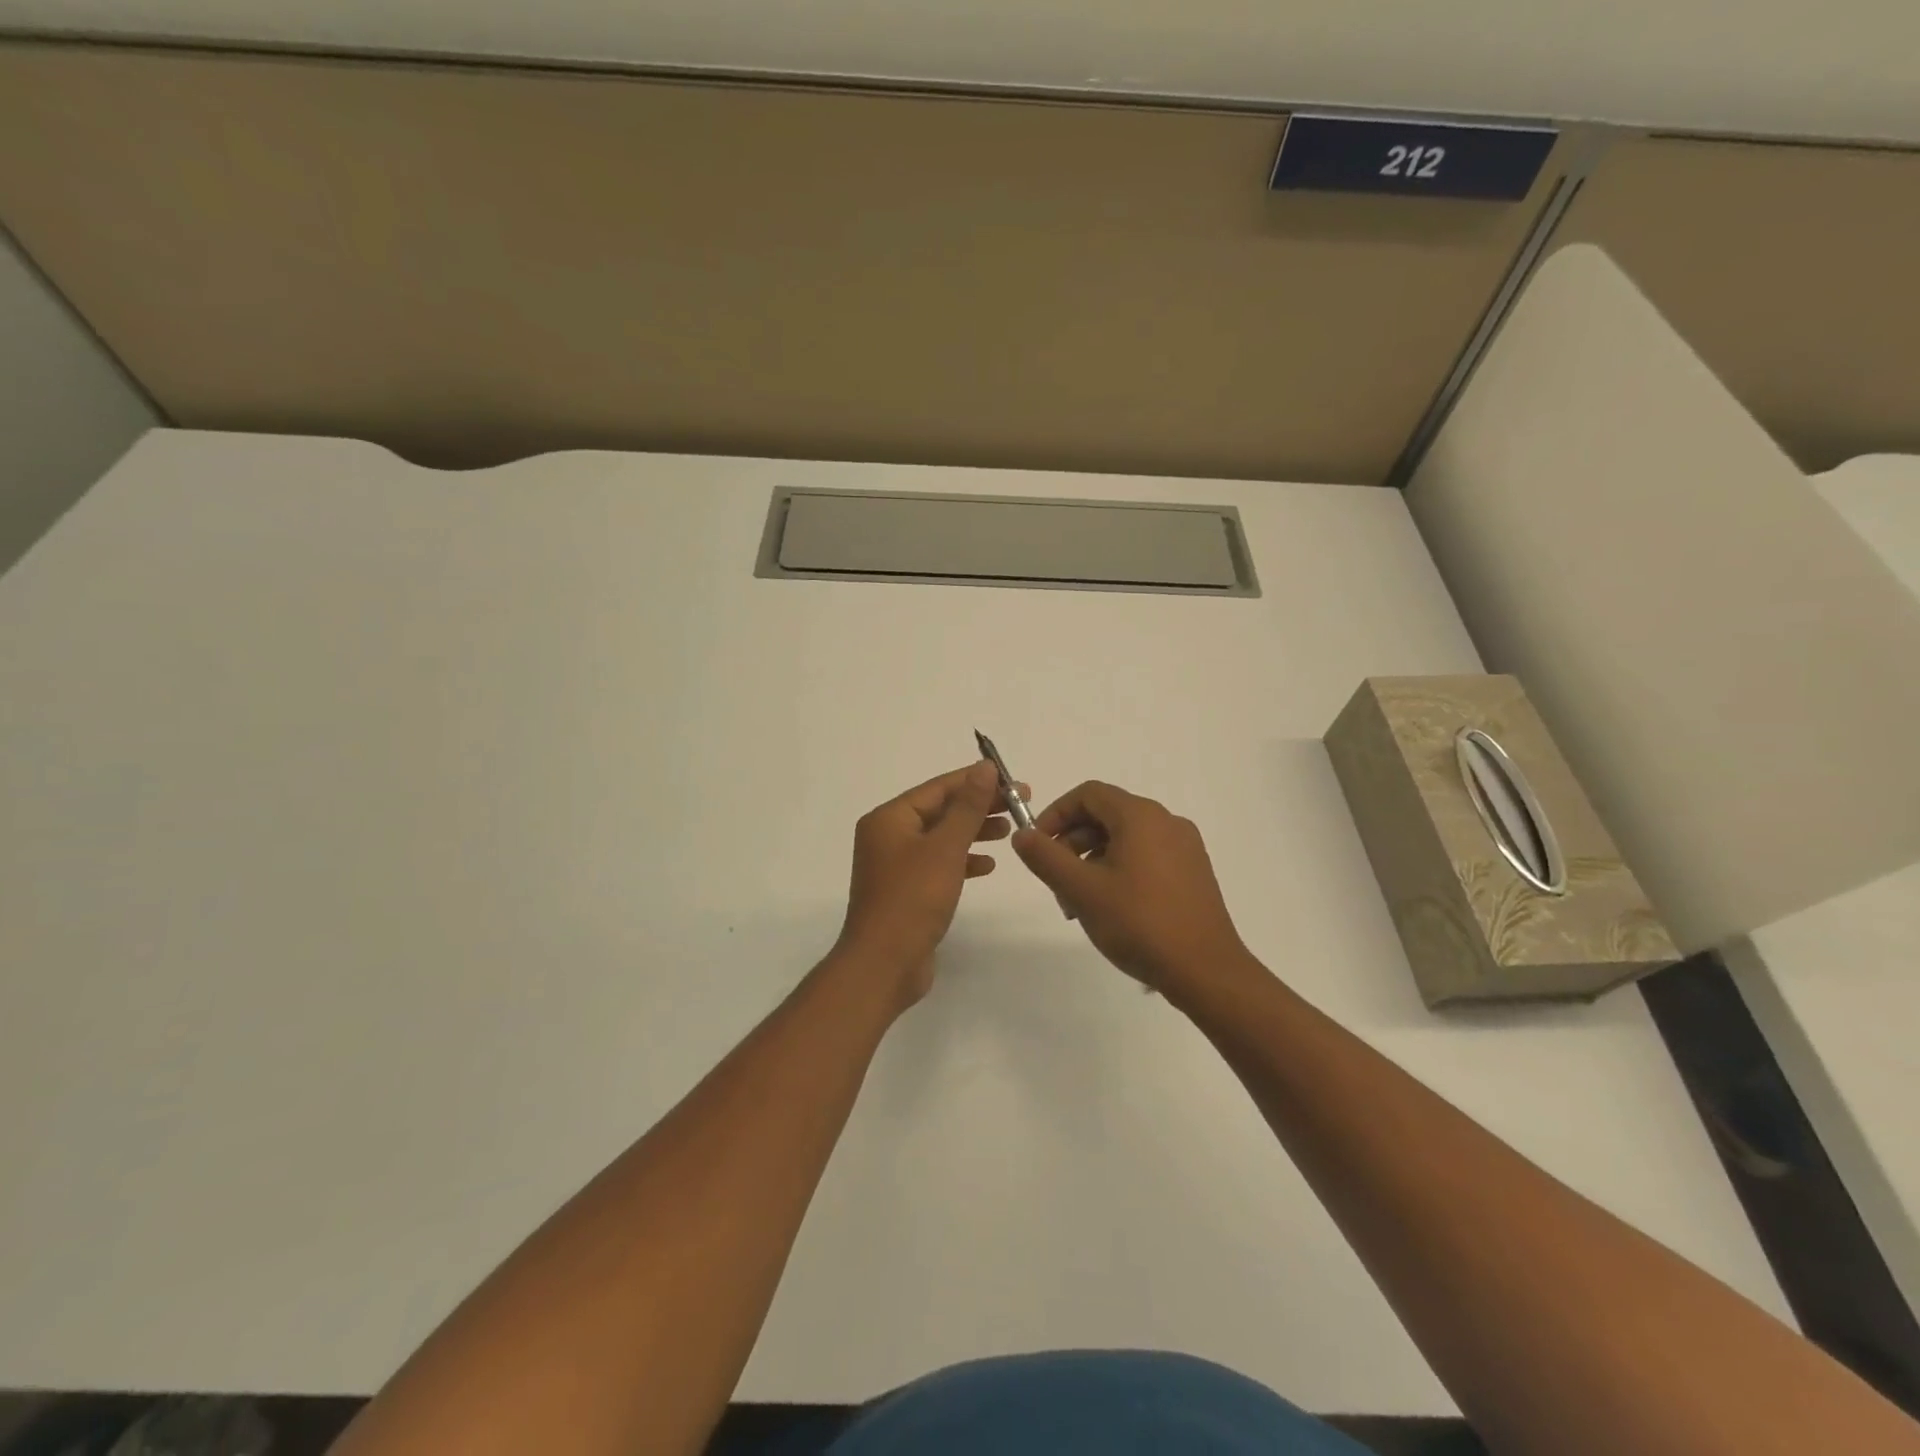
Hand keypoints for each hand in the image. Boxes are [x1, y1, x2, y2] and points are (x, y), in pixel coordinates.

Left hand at [836, 762, 1021, 1009]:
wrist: (884, 964)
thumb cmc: (913, 899)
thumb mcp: (945, 847)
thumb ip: (968, 807)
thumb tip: (984, 768)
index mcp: (889, 818)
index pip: (938, 788)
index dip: (976, 781)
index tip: (1013, 781)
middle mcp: (888, 836)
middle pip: (940, 811)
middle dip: (978, 807)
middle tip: (1019, 804)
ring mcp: (895, 865)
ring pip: (941, 837)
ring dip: (973, 832)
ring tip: (1008, 830)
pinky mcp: (906, 890)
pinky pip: (937, 864)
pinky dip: (962, 860)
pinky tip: (987, 865)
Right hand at [1012, 781, 1251, 997]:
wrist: (1206, 971)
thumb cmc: (1139, 923)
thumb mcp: (1081, 890)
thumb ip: (1045, 858)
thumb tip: (1022, 835)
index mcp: (1140, 816)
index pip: (1088, 794)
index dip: (1056, 814)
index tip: (1037, 846)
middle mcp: (1166, 821)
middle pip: (1106, 815)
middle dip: (1072, 843)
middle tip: (1056, 882)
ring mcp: (1185, 847)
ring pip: (1125, 839)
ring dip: (1093, 860)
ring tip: (1079, 904)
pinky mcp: (1194, 872)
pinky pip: (1147, 856)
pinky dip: (1120, 870)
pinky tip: (1112, 909)